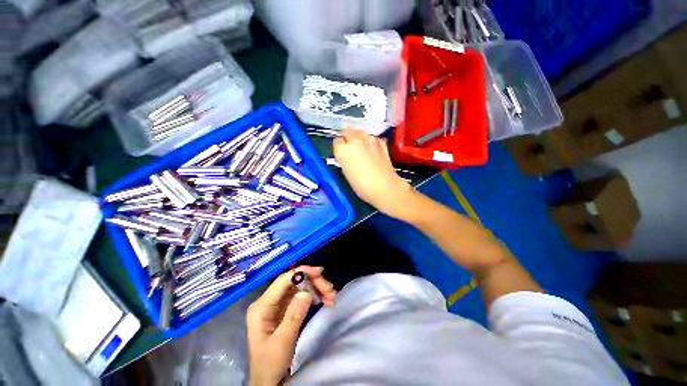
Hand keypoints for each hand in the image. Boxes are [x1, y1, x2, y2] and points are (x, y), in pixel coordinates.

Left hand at [247, 266, 335, 385]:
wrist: (268, 382)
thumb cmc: (270, 364)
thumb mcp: (282, 342)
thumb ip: (294, 315)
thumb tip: (306, 292)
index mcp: (262, 306)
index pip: (283, 280)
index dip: (302, 272)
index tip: (320, 272)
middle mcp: (269, 301)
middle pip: (294, 282)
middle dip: (313, 283)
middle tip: (330, 291)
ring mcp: (278, 305)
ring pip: (300, 288)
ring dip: (317, 289)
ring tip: (332, 297)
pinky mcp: (285, 310)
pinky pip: (302, 297)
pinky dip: (314, 297)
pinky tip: (324, 301)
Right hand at [333, 128, 415, 219]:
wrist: (384, 187)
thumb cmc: (361, 186)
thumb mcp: (347, 174)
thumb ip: (345, 160)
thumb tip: (346, 156)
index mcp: (343, 150)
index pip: (337, 141)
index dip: (339, 147)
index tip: (341, 152)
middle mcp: (355, 141)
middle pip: (348, 130)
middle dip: (347, 136)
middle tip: (349, 145)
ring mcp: (370, 140)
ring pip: (361, 132)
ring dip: (359, 137)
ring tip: (360, 146)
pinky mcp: (381, 143)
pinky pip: (373, 138)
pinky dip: (371, 141)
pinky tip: (372, 149)